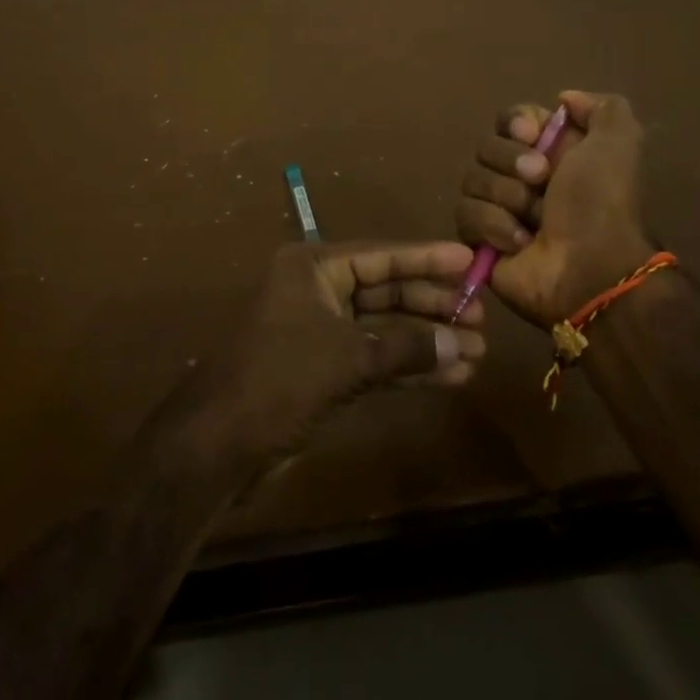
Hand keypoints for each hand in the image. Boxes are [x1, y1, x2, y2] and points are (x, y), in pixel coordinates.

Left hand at [206, 240, 484, 462]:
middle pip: (385, 290)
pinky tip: (449, 378)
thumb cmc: (280, 379)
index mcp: (312, 268)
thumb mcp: (348, 357)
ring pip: (383, 328)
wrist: (218, 444)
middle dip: (431, 305)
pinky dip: (407, 368)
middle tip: (480, 315)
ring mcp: (319, 332)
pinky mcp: (322, 370)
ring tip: (476, 351)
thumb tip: (461, 345)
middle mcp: (316, 291)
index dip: (426, 258)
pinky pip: (374, 359)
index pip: (381, 255)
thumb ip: (406, 347)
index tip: (468, 259)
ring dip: (426, 340)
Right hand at [455, 90, 655, 327]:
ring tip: (533, 221)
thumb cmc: (602, 203)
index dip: (516, 123)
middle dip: (511, 161)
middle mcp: (523, 176)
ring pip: (472, 179)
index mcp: (552, 151)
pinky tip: (519, 243)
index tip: (532, 135)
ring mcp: (499, 208)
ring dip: (506, 198)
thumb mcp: (619, 142)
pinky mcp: (480, 239)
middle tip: (541, 181)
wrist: (591, 270)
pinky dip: (493, 226)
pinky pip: (464, 215)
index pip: (510, 118)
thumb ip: (602, 107)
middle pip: (486, 146)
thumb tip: (564, 99)